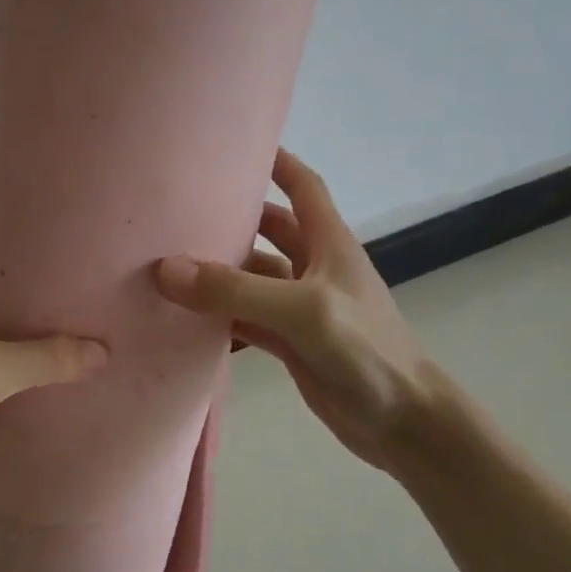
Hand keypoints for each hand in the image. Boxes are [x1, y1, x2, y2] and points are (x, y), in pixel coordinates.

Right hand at [155, 148, 448, 474]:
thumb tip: (166, 270)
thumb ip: (236, 290)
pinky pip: (244, 318)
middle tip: (178, 209)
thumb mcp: (303, 311)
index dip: (276, 162)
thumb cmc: (366, 351)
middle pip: (267, 229)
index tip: (234, 146)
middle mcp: (312, 267)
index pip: (303, 187)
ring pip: (249, 277)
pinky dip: (217, 315)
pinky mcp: (289, 341)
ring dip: (216, 271)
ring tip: (166, 261)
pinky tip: (182, 316)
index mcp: (328, 243)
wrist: (404, 425)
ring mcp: (299, 306)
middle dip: (230, 217)